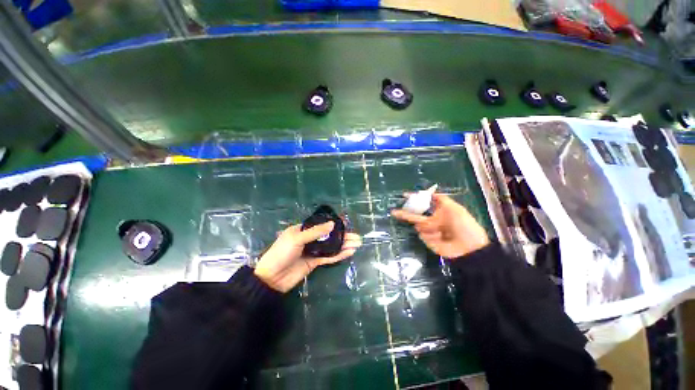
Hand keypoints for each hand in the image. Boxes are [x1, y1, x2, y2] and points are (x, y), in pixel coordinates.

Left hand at [254, 222, 361, 292]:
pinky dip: (339, 255)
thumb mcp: (297, 238)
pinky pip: (329, 257)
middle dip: (343, 236)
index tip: (346, 222)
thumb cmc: (281, 253)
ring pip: (332, 246)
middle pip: (329, 236)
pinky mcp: (315, 262)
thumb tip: (332, 224)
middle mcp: (310, 239)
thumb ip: (315, 232)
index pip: (321, 224)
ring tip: (357, 244)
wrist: (271, 278)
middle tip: (357, 237)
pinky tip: (349, 252)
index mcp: (303, 230)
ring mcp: (313, 251)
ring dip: (344, 245)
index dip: (334, 223)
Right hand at [391, 193, 489, 258]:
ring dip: (428, 227)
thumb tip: (431, 192)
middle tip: (393, 212)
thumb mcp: (455, 208)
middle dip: (404, 213)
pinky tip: (441, 238)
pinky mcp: (428, 241)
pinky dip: (430, 236)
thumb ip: (442, 199)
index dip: (414, 199)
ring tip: (441, 232)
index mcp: (438, 212)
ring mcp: (429, 231)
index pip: (423, 203)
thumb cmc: (463, 225)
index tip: (404, 195)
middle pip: (415, 215)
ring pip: (419, 226)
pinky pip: (423, 235)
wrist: (468, 247)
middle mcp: (432, 221)